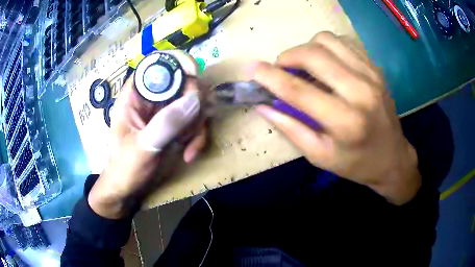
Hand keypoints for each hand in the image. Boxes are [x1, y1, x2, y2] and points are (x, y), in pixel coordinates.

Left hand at [88, 66, 206, 218]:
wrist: (128, 188)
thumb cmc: (125, 167)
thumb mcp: (142, 148)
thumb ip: (165, 124)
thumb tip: (195, 99)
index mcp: (136, 93)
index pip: (160, 62)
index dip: (181, 64)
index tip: (195, 83)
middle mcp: (153, 96)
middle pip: (185, 82)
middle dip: (194, 105)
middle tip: (189, 130)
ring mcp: (166, 110)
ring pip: (195, 102)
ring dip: (197, 125)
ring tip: (186, 147)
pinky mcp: (176, 123)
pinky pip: (196, 120)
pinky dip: (198, 136)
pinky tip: (189, 153)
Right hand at [253, 32, 419, 204]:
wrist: (392, 158)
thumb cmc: (356, 164)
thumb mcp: (320, 156)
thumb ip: (291, 128)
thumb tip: (264, 105)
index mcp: (346, 122)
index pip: (299, 91)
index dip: (271, 77)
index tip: (253, 70)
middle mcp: (361, 92)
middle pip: (314, 54)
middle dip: (288, 56)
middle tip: (281, 69)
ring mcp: (371, 75)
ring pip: (328, 40)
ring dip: (307, 48)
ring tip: (304, 65)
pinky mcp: (375, 68)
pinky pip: (343, 43)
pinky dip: (326, 47)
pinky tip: (325, 63)